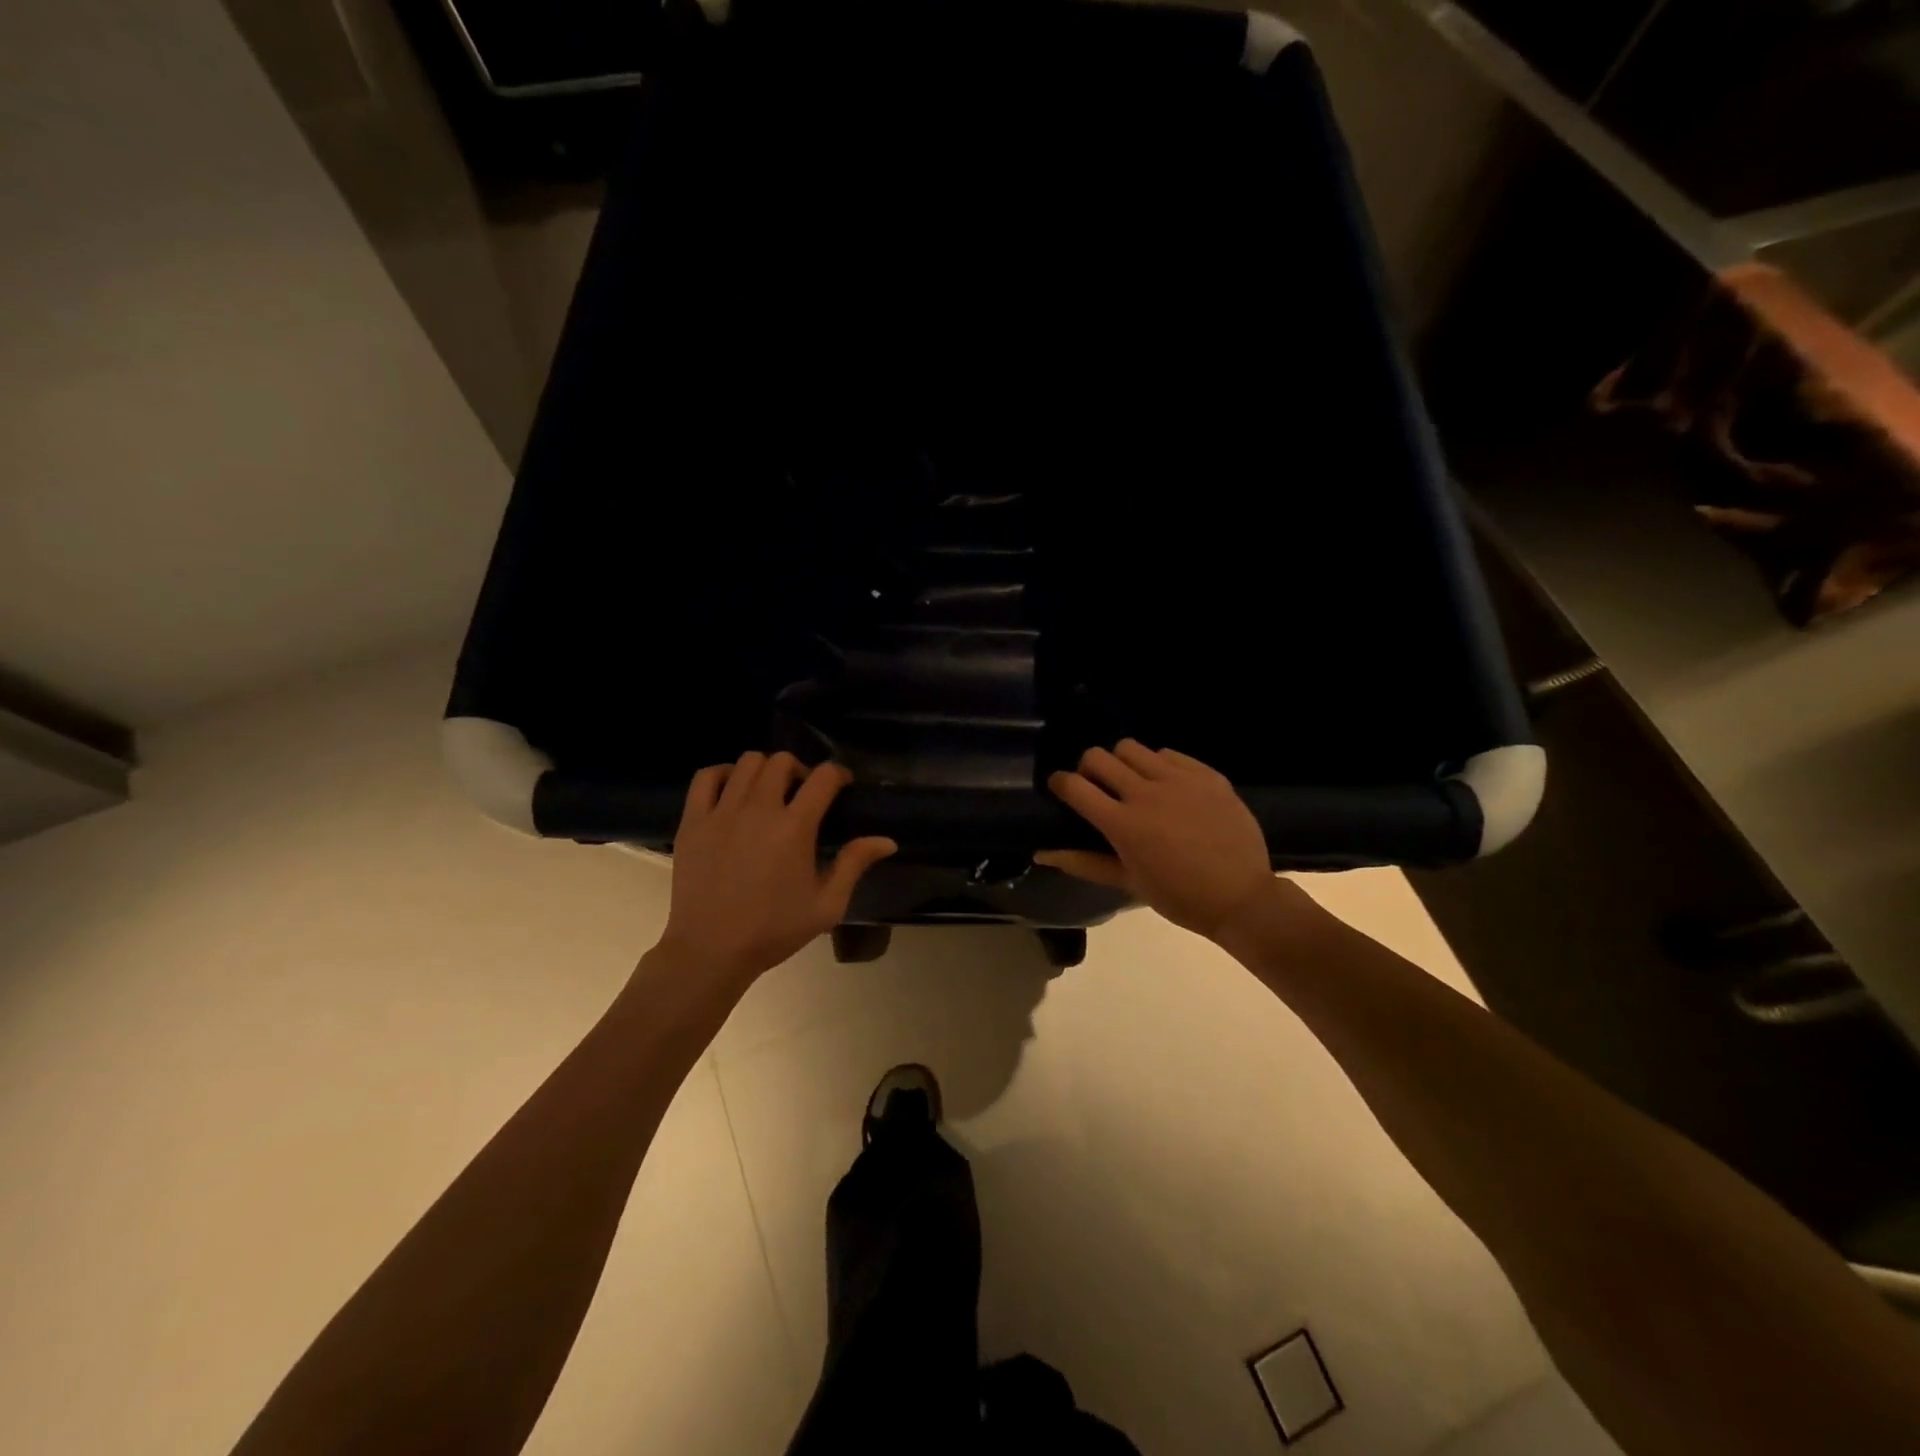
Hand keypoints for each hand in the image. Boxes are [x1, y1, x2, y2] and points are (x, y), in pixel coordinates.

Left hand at [655, 752, 896, 985]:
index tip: (842, 786)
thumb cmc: (773, 930)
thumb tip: (887, 841)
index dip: (838, 774)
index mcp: (794, 828)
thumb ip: (854, 865)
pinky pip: (706, 776)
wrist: (710, 951)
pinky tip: (733, 791)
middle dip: (800, 770)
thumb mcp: (826, 905)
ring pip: (747, 762)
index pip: (823, 777)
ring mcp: (721, 812)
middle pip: (782, 761)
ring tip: (769, 792)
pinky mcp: (693, 821)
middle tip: (803, 794)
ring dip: (765, 770)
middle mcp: (758, 809)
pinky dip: (724, 774)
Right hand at [1036, 740, 1275, 940]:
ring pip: (1131, 748)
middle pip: (1098, 756)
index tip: (1060, 789)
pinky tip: (1168, 787)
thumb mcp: (1127, 882)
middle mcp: (1146, 793)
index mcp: (1123, 824)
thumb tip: (1041, 853)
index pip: (1074, 786)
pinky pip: (1169, 754)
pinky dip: (1159, 765)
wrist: (1242, 897)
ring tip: (1133, 782)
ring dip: (1122, 762)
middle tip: (1097, 786)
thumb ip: (1083, 862)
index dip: (1059, 783)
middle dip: (1088, 768)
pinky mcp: (1206, 774)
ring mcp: (1178, 780)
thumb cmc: (1179, 896)